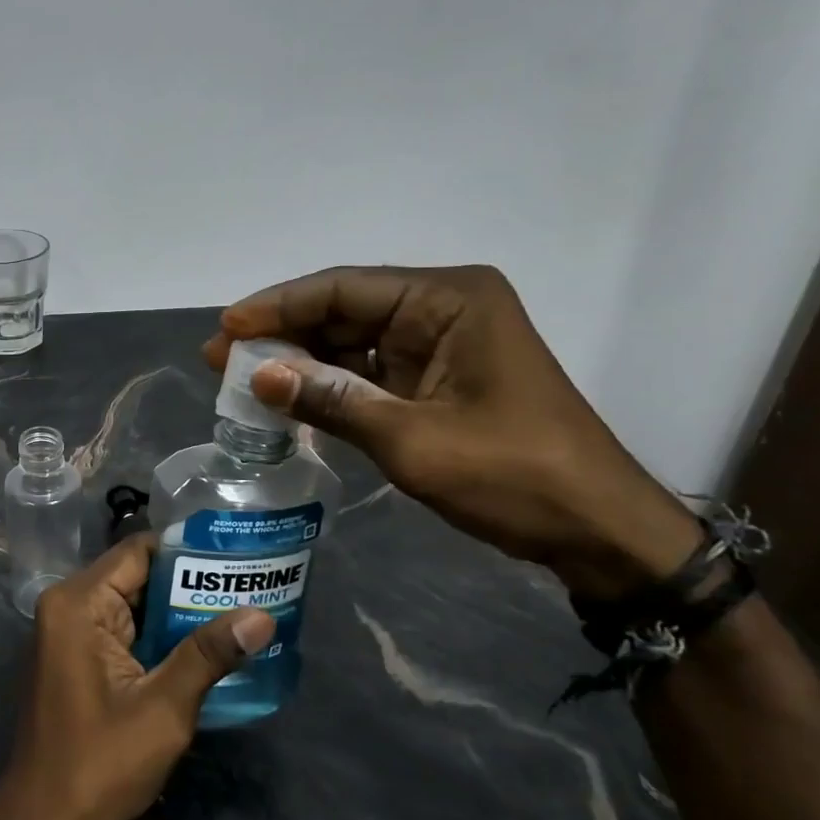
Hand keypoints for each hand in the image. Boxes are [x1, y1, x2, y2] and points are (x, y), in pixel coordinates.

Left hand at [0, 535, 274, 819]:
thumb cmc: (98, 766)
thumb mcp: (163, 710)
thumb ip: (208, 654)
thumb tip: (261, 616)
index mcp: (79, 603)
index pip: (140, 550)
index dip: (188, 552)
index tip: (235, 559)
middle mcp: (68, 604)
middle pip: (136, 574)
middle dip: (188, 583)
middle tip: (246, 587)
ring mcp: (68, 631)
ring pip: (132, 602)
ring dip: (176, 612)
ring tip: (236, 612)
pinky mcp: (75, 656)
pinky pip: (122, 628)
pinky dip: (157, 634)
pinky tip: (201, 646)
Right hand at [204, 265, 701, 599]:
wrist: (597, 531)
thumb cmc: (515, 477)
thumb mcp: (413, 440)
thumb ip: (332, 401)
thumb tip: (260, 375)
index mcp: (449, 299)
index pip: (345, 288)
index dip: (279, 306)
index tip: (228, 327)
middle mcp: (443, 307)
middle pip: (344, 309)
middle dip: (283, 334)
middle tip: (222, 357)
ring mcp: (440, 344)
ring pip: (352, 340)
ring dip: (300, 360)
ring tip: (242, 378)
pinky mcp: (436, 378)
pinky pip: (369, 369)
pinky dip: (329, 384)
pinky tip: (287, 396)